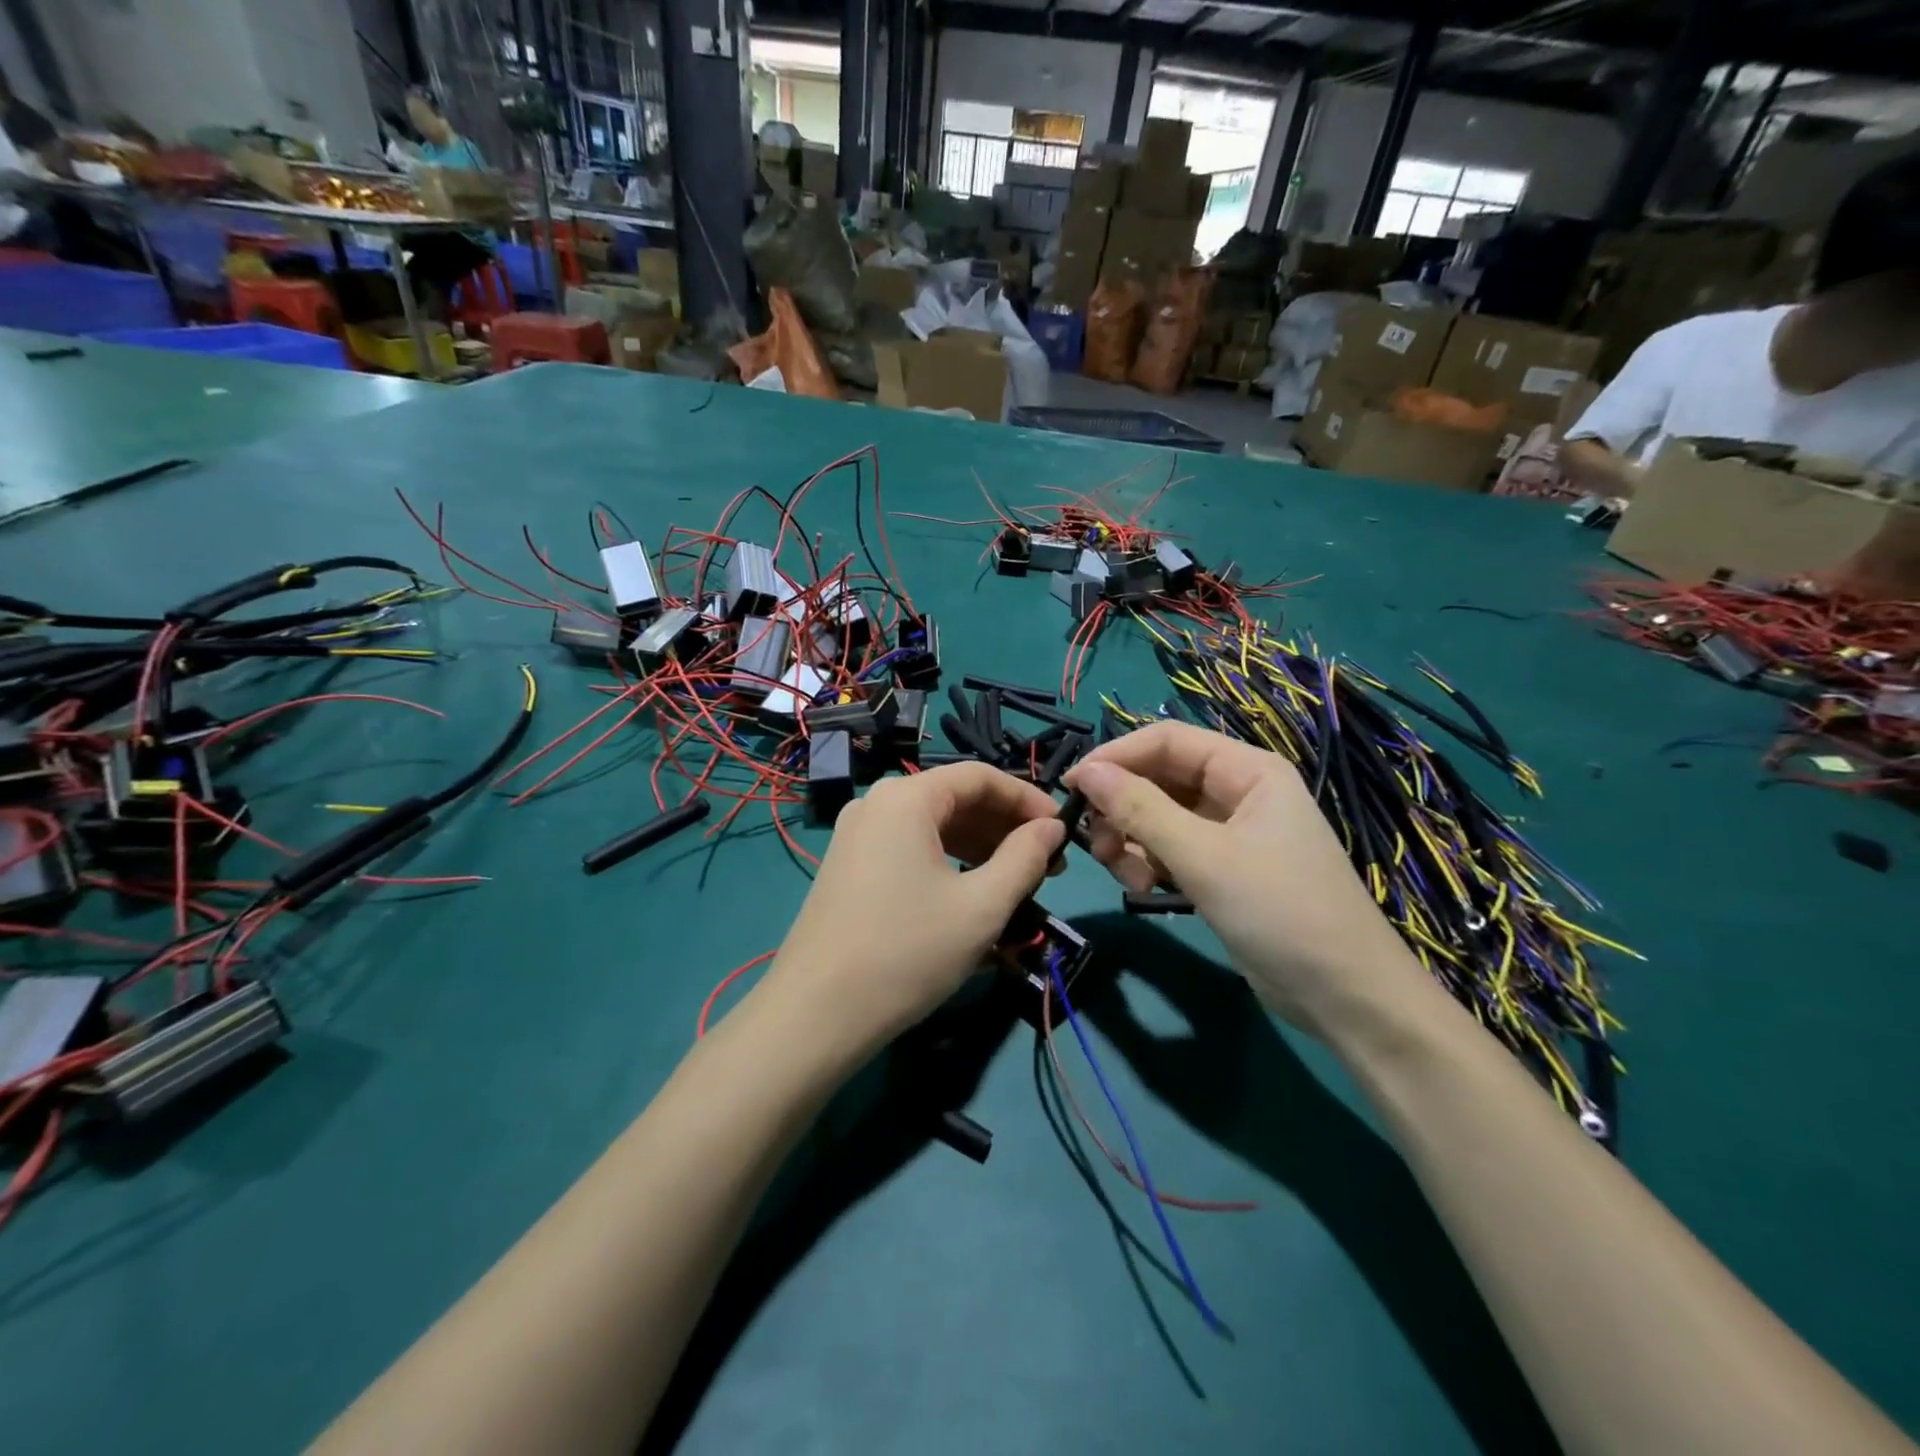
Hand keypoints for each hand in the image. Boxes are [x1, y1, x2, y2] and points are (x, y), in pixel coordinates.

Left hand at [763, 762, 1065, 1054]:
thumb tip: (1053, 827)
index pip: (981, 777)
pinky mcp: (849, 866)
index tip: (1062, 831)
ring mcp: (857, 835)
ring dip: (980, 847)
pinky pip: (910, 848)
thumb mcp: (981, 906)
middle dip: (1005, 828)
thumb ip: (1025, 858)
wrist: (816, 1014)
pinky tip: (971, 894)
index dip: (1028, 800)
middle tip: (1046, 866)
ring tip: (1016, 883)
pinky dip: (948, 862)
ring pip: (933, 826)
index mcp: (906, 798)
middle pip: (955, 798)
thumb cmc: (908, 952)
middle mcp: (877, 803)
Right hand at [1065, 722, 1429, 1040]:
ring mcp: (1231, 832)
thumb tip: (1086, 770)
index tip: (1072, 787)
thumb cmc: (1281, 911)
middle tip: (1095, 844)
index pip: (1166, 741)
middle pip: (1160, 778)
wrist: (1345, 996)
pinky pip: (1171, 847)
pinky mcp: (1223, 868)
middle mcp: (1238, 791)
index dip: (1116, 756)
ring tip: (1125, 873)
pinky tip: (1146, 887)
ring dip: (1132, 838)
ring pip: (1160, 815)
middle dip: (1122, 806)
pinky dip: (1150, 861)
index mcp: (1247, 770)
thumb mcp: (1205, 857)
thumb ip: (1141, 810)